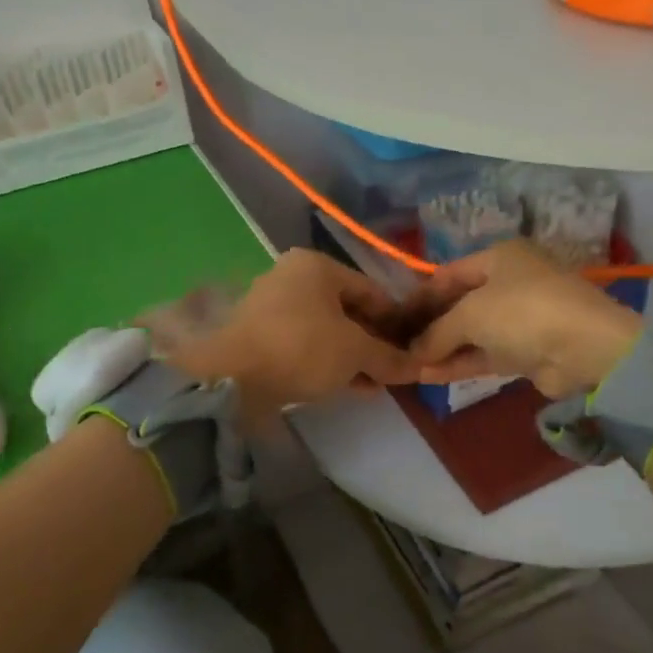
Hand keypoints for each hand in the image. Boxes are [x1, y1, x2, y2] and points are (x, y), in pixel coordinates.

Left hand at [163, 249, 418, 417]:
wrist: (232, 378)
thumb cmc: (302, 349)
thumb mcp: (355, 352)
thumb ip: (389, 357)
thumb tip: (420, 368)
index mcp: (317, 266)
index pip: (372, 290)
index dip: (397, 321)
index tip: (413, 348)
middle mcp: (293, 278)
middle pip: (348, 310)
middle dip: (374, 342)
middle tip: (395, 370)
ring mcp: (273, 307)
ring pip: (327, 330)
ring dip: (353, 356)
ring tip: (376, 384)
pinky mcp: (260, 337)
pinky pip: (306, 346)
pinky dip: (328, 362)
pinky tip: (349, 387)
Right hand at [406, 240, 641, 398]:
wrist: (585, 348)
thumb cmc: (522, 311)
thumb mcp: (471, 314)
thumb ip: (437, 331)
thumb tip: (413, 352)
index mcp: (500, 257)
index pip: (450, 273)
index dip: (421, 295)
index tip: (394, 317)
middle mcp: (510, 282)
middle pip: (460, 303)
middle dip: (430, 325)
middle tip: (398, 344)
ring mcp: (520, 318)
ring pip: (473, 332)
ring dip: (443, 348)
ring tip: (408, 365)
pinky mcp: (527, 351)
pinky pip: (486, 354)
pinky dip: (460, 363)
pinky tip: (429, 375)